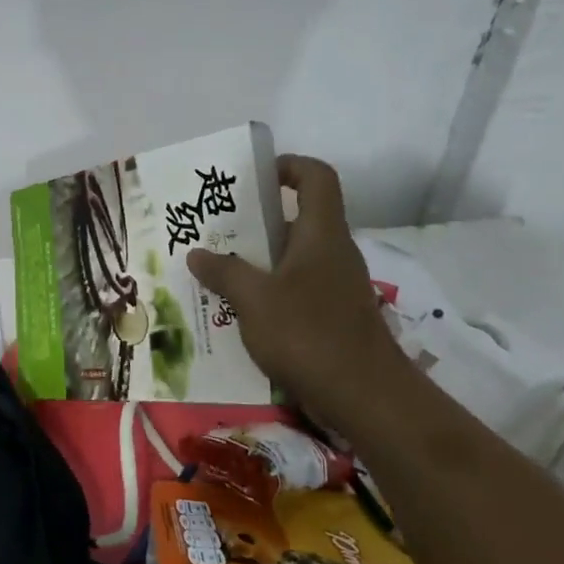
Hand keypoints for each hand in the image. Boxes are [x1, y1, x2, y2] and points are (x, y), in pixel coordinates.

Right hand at [186, 155, 411, 432]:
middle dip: (257, 220)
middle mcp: (333, 252)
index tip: (253, 177)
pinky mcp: (334, 317)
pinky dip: (270, 291)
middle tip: (216, 228)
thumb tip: (196, 253)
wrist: (367, 397)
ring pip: (294, 258)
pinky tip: (239, 311)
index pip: (316, 177)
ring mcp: (336, 286)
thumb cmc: (309, 334)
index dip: (288, 166)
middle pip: (299, 218)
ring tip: (217, 269)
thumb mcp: (254, 300)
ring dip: (259, 260)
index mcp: (321, 233)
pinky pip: (297, 289)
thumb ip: (224, 272)